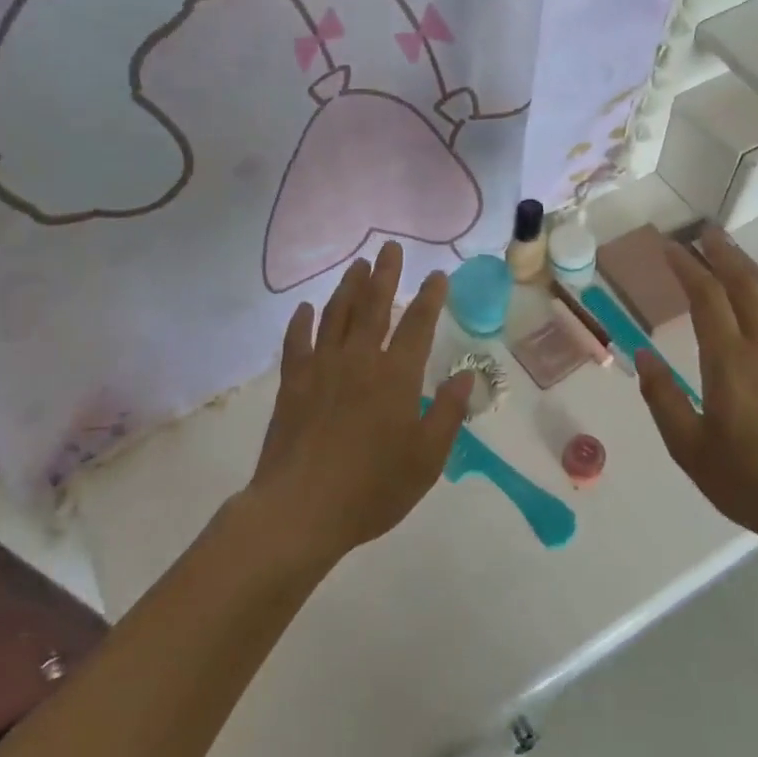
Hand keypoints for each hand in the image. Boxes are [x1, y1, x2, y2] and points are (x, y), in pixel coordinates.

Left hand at [246, 242, 474, 567]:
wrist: (301, 509)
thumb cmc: (372, 488)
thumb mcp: (427, 459)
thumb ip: (448, 413)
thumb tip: (465, 374)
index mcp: (396, 376)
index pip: (418, 324)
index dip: (430, 296)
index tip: (437, 274)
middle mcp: (359, 360)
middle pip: (374, 306)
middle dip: (385, 274)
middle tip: (390, 247)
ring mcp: (321, 368)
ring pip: (336, 315)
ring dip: (348, 287)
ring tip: (356, 265)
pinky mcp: (291, 383)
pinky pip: (297, 342)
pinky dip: (302, 322)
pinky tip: (306, 309)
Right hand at [635, 227, 757, 554]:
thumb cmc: (750, 481)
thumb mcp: (689, 448)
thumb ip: (662, 398)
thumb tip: (642, 357)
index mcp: (731, 362)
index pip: (707, 297)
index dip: (687, 266)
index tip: (669, 247)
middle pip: (744, 283)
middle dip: (721, 253)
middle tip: (703, 232)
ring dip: (750, 267)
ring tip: (731, 252)